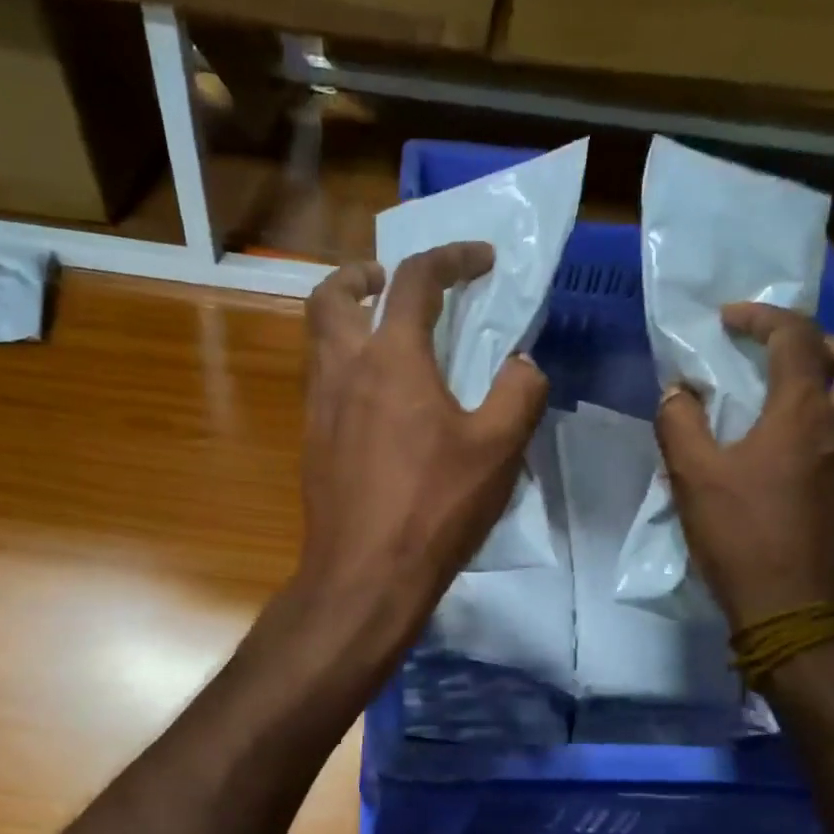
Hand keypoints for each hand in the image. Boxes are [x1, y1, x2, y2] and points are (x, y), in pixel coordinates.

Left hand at [292, 243, 548, 646]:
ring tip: (388, 339)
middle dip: (361, 275)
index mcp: (392, 359)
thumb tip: (522, 364)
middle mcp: (343, 370)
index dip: (451, 258)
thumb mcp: (498, 449)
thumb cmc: (434, 507)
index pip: (416, 280)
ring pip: (318, 340)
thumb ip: (518, 393)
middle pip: (331, 297)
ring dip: (346, 321)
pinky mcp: (311, 444)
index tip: (482, 261)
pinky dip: (345, 368)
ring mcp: (319, 409)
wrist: (365, 576)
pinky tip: (378, 404)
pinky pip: (321, 384)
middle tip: (390, 282)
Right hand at [656, 303, 833, 631]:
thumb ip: (679, 424)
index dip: (764, 317)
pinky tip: (811, 452)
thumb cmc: (741, 538)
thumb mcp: (693, 477)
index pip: (797, 338)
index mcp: (803, 415)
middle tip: (790, 357)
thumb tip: (677, 391)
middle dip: (830, 343)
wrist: (796, 611)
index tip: (731, 320)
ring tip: (804, 399)